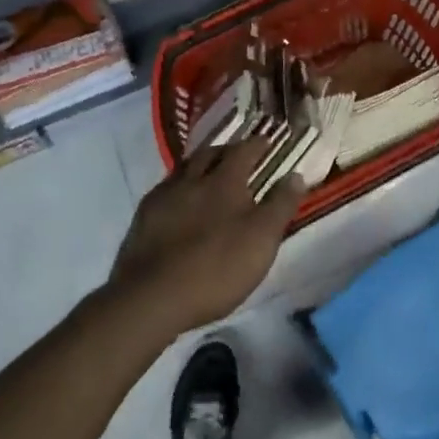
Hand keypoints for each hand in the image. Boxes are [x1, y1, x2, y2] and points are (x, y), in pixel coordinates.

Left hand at [107, 136, 303, 339]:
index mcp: (224, 180)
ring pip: (184, 170)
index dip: (257, 144)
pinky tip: (179, 203)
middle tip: (237, 155)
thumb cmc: (217, 266)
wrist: (152, 296)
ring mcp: (164, 196)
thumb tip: (296, 174)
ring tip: (208, 174)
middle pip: (210, 154)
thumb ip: (280, 205)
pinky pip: (165, 191)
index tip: (267, 141)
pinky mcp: (143, 218)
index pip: (244, 151)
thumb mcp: (262, 239)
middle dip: (226, 151)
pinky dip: (178, 189)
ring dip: (199, 167)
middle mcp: (192, 179)